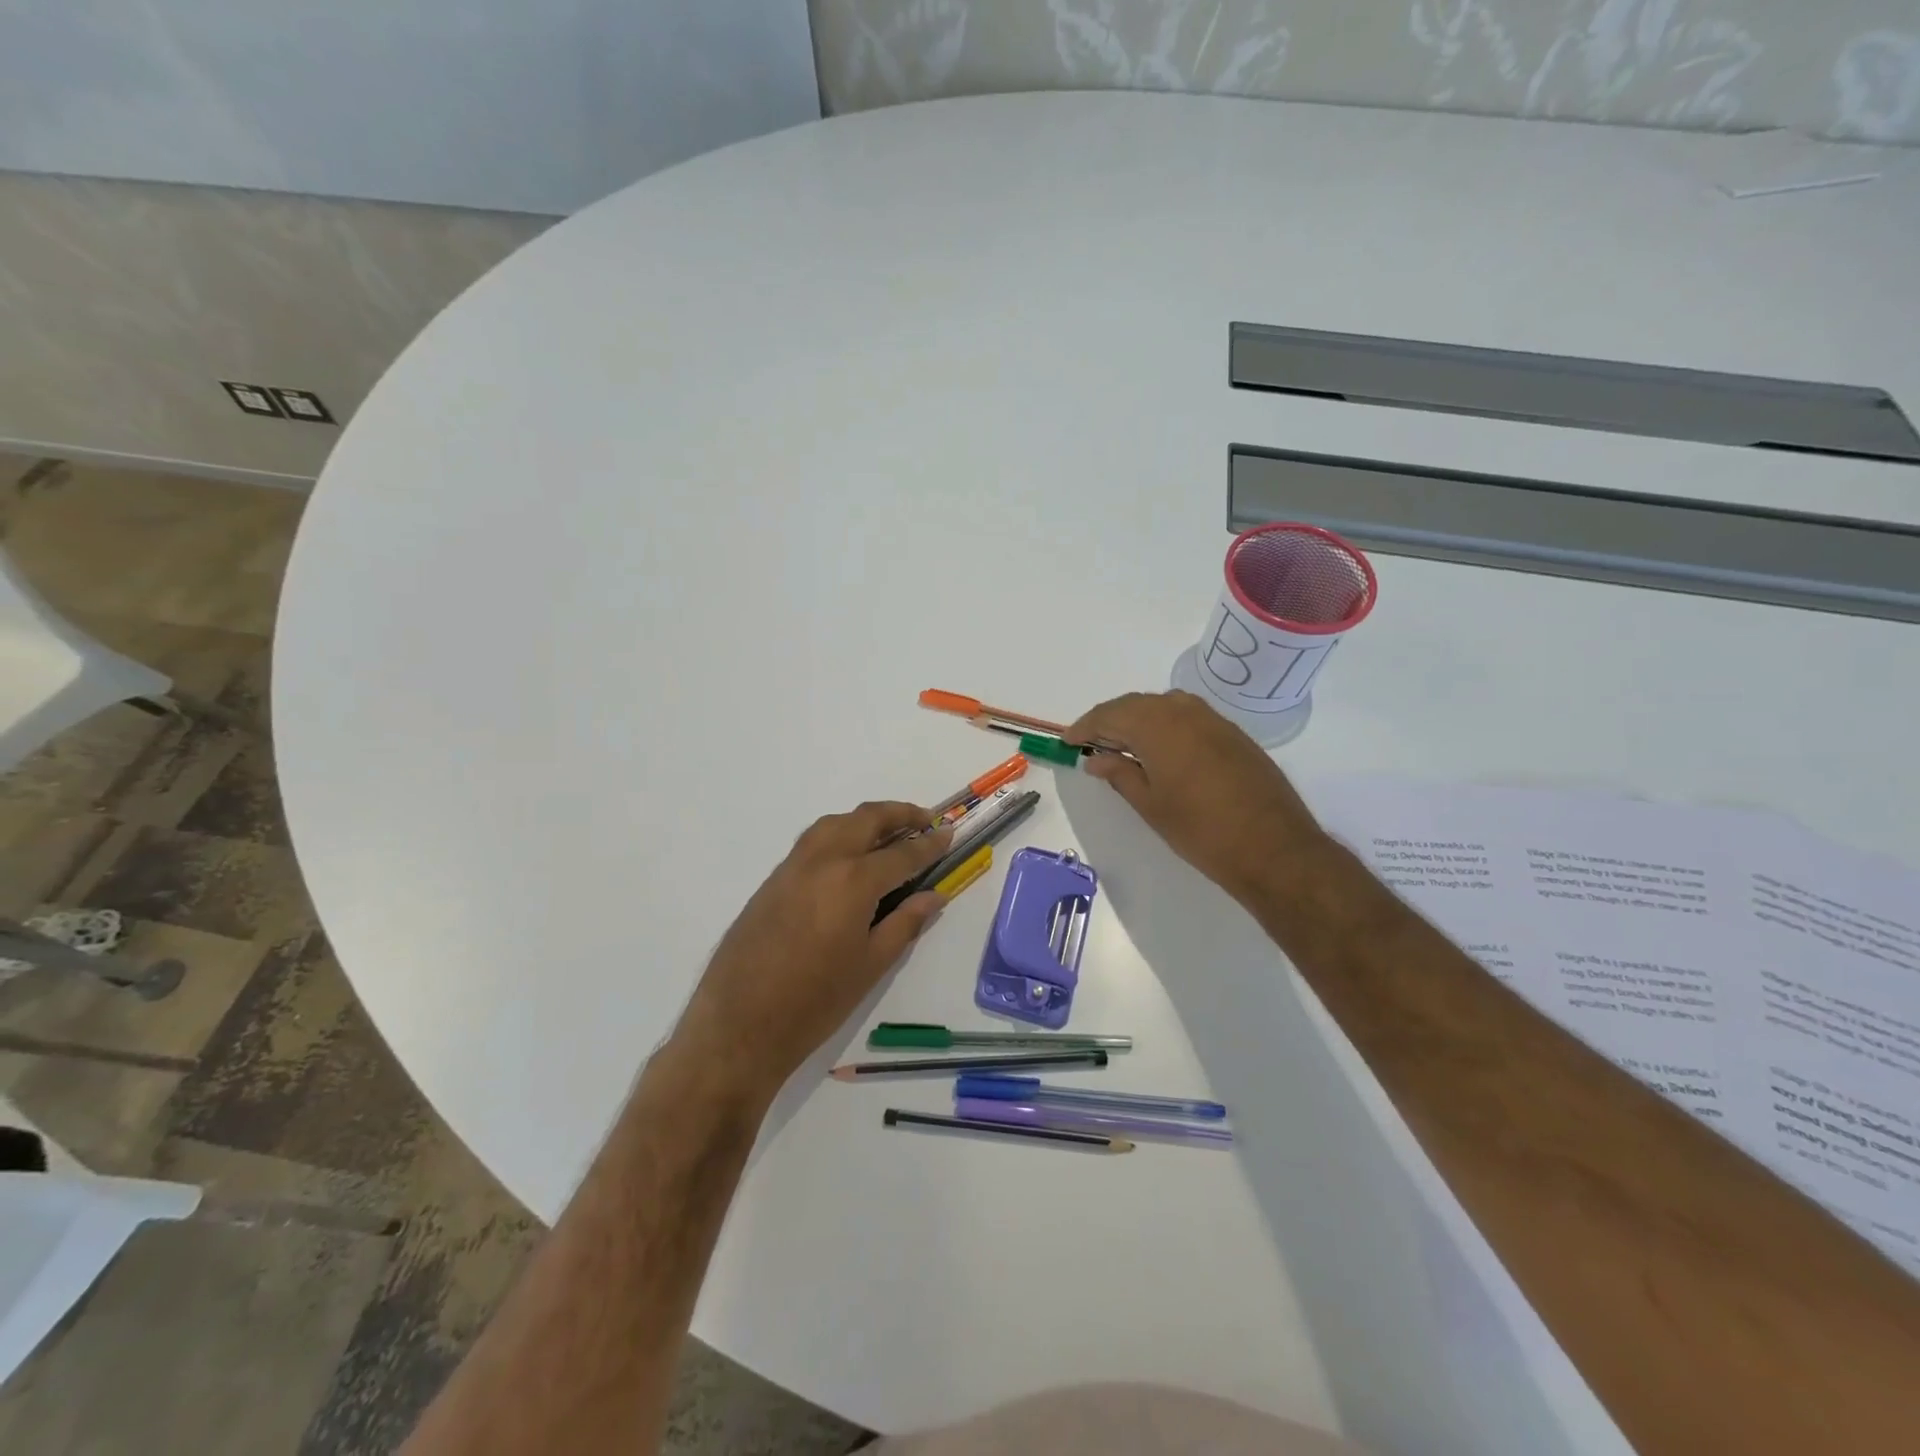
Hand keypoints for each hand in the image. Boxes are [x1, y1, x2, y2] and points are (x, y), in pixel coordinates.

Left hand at [674, 802, 952, 1102]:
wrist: (738, 1026)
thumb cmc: (815, 1002)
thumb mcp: (871, 965)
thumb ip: (905, 923)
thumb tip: (934, 895)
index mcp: (853, 880)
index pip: (902, 854)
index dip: (929, 844)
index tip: (948, 834)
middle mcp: (823, 860)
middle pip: (866, 819)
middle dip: (899, 814)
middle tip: (924, 821)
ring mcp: (792, 866)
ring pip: (835, 823)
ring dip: (866, 820)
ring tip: (888, 833)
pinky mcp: (772, 880)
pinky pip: (813, 841)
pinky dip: (839, 835)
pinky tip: (849, 858)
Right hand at [1065, 691, 1328, 903]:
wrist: (1273, 847)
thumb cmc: (1200, 830)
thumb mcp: (1150, 804)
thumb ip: (1120, 773)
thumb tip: (1096, 759)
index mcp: (1158, 726)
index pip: (1110, 715)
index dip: (1085, 727)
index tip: (1068, 742)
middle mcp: (1184, 711)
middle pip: (1136, 704)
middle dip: (1109, 720)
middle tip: (1090, 743)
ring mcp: (1213, 720)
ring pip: (1163, 706)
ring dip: (1138, 719)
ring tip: (1122, 745)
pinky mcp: (1233, 733)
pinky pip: (1187, 716)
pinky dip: (1164, 725)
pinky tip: (1160, 749)